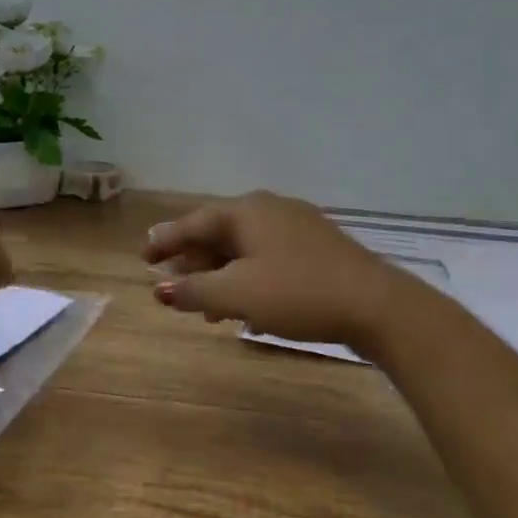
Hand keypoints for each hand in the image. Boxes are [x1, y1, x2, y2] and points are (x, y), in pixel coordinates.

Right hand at [143, 192, 412, 350]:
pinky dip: (248, 277)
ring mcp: (297, 225)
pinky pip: (268, 256)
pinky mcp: (317, 246)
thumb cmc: (296, 293)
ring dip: (221, 275)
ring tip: (206, 310)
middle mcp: (270, 208)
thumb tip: (159, 289)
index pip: (193, 222)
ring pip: (245, 247)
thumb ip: (193, 291)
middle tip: (172, 285)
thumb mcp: (236, 295)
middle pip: (219, 232)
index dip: (165, 240)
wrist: (374, 304)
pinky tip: (248, 306)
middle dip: (194, 261)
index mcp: (246, 211)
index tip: (142, 257)